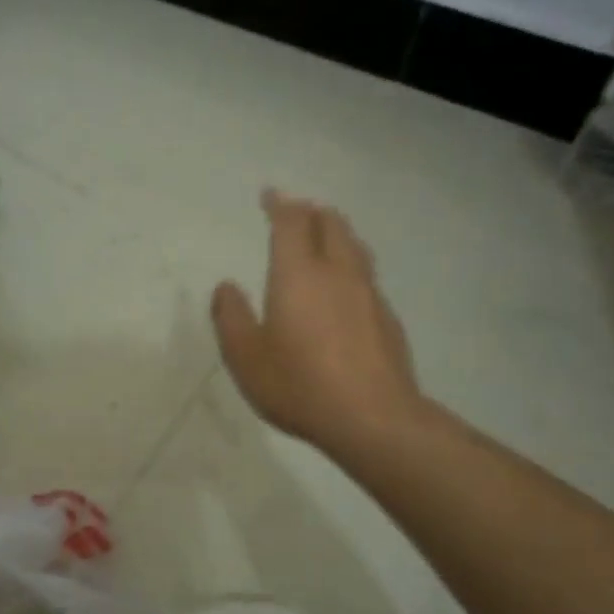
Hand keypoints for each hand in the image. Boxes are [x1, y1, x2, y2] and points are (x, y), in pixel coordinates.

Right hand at [212, 189, 427, 458]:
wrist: (374, 418)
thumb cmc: (300, 385)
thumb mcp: (246, 357)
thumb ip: (231, 318)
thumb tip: (226, 287)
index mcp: (299, 275)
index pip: (291, 223)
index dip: (280, 204)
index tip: (269, 194)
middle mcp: (338, 273)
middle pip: (331, 224)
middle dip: (311, 212)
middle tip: (296, 211)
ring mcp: (368, 294)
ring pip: (354, 246)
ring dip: (336, 233)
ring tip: (323, 236)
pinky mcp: (387, 318)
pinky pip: (366, 275)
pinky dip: (350, 264)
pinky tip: (344, 287)